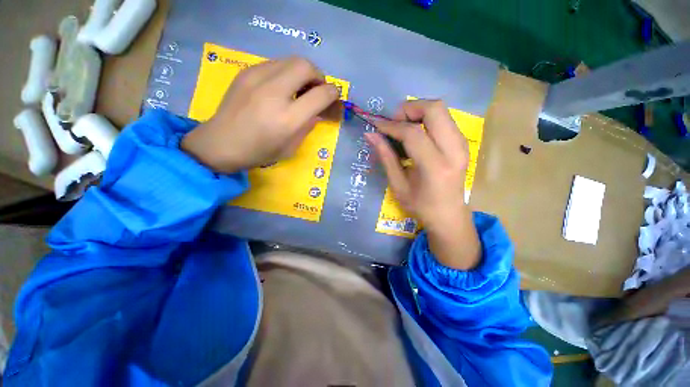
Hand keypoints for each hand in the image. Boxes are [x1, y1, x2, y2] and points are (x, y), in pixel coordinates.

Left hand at [181, 57, 340, 172]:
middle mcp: (274, 93)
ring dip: (302, 72)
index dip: (332, 93)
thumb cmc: (259, 152)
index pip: (320, 95)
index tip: (333, 97)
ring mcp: (257, 79)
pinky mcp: (246, 72)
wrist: (220, 143)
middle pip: (306, 66)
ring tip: (299, 87)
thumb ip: (307, 127)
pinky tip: (281, 87)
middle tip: (316, 89)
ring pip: (290, 60)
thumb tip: (317, 112)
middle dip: (318, 76)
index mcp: (288, 119)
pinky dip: (286, 72)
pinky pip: (275, 64)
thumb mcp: (291, 147)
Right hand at [366, 100, 480, 269]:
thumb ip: (386, 157)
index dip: (391, 125)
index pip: (412, 133)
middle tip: (393, 123)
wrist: (449, 216)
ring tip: (402, 128)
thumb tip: (370, 135)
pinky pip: (444, 119)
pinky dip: (427, 119)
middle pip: (434, 108)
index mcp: (435, 166)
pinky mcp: (463, 143)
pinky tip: (416, 134)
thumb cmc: (420, 206)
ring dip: (418, 112)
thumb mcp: (398, 185)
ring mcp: (462, 144)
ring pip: (441, 109)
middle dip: (409, 109)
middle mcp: (454, 150)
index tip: (376, 125)